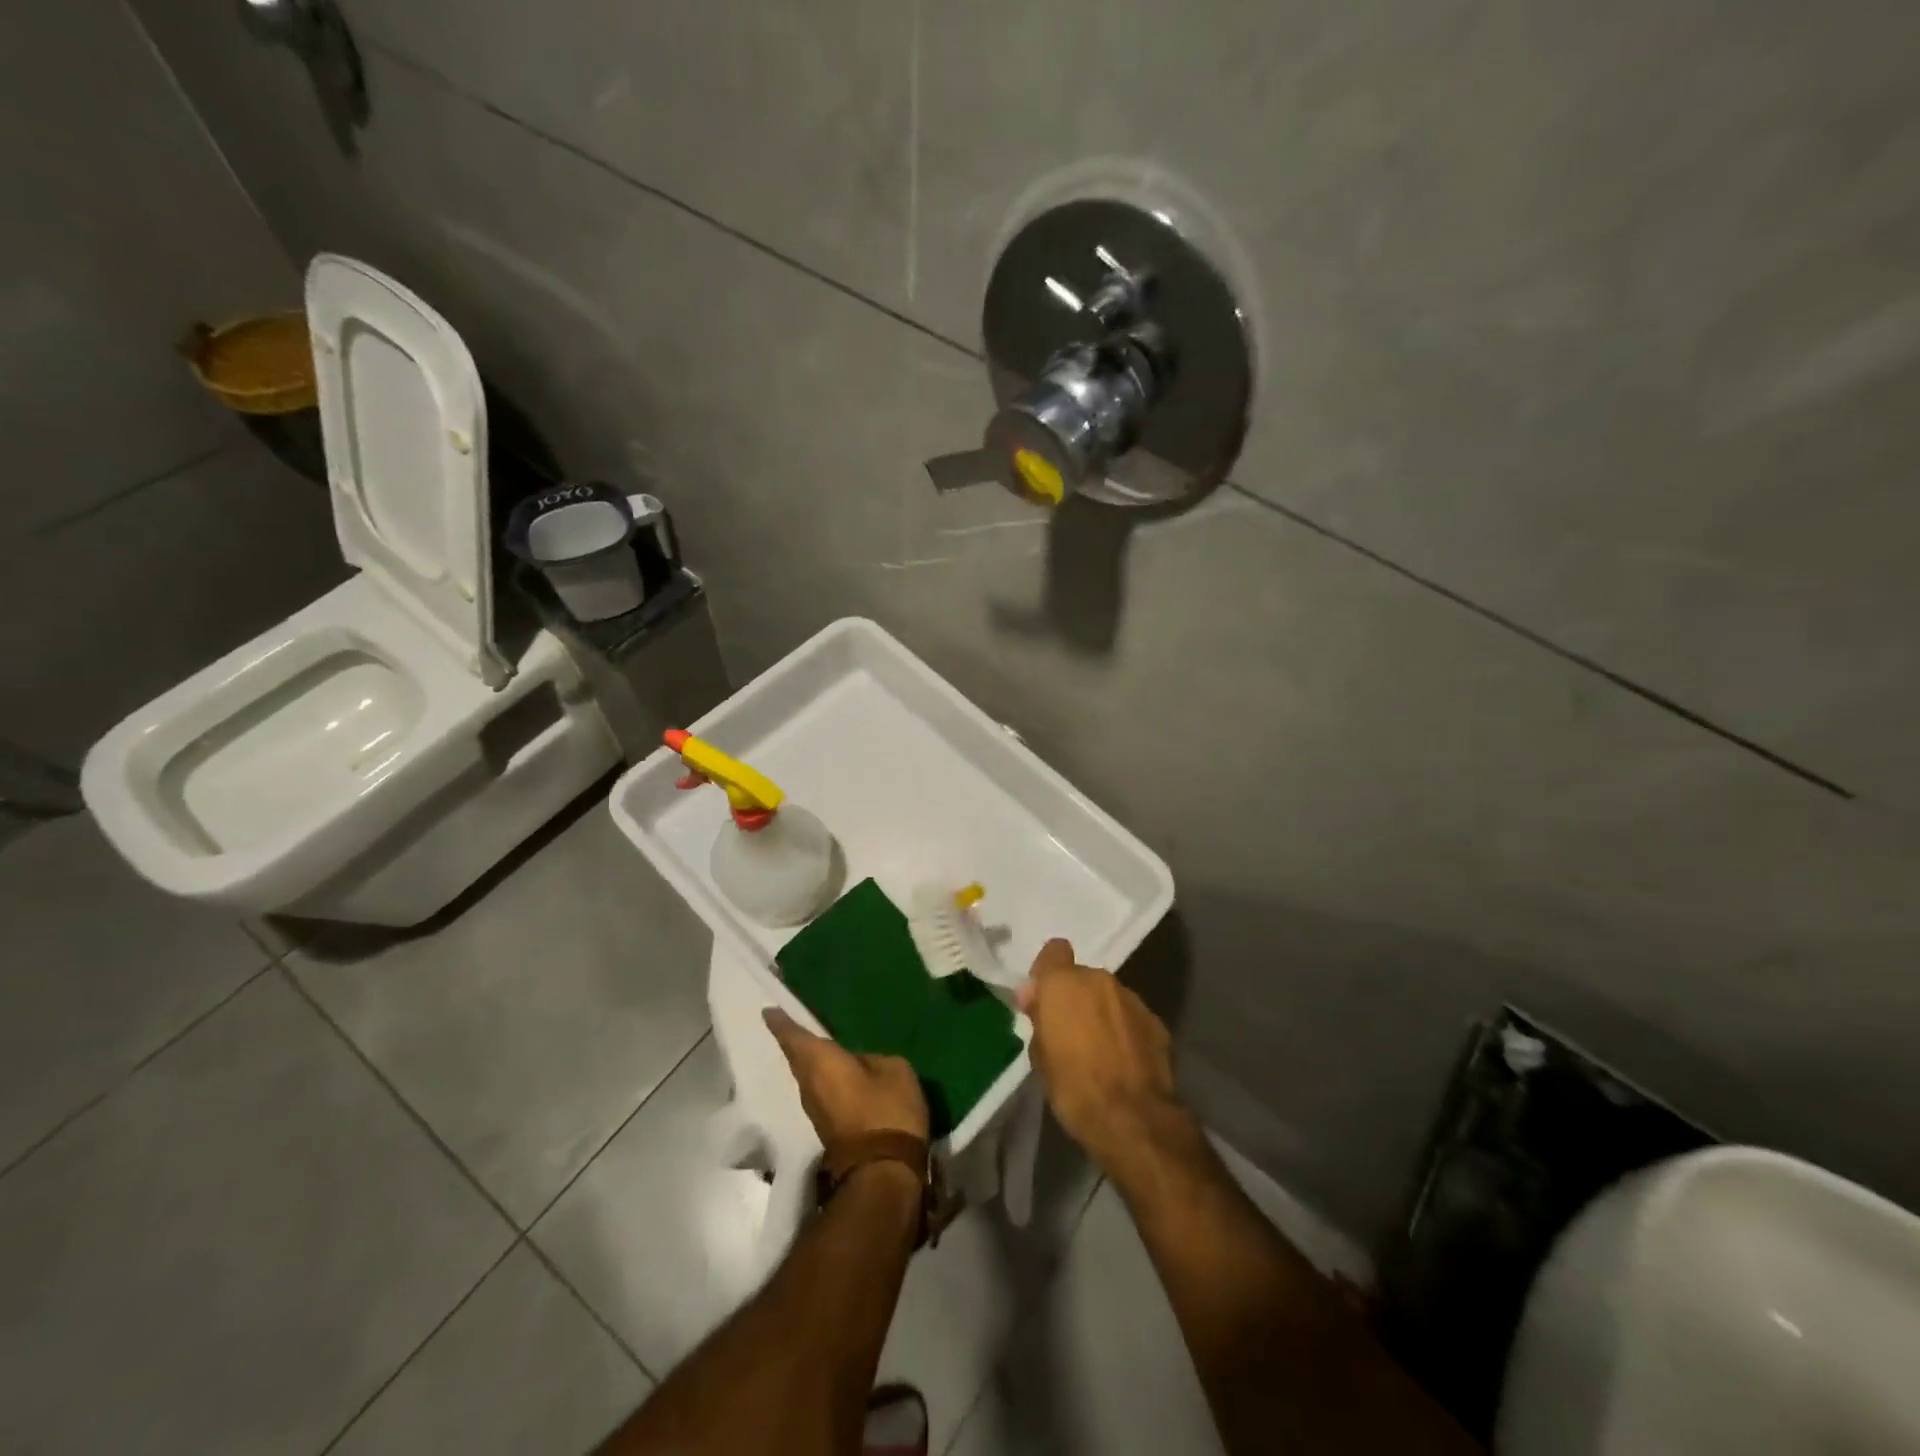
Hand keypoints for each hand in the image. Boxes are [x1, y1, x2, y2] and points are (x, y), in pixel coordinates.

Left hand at [763, 1008, 928, 1146]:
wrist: (882, 1172)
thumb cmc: (886, 1111)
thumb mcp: (894, 1071)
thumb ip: (874, 1060)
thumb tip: (862, 1065)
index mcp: (821, 1062)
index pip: (794, 1037)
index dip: (781, 1023)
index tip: (768, 1012)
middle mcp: (809, 1085)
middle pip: (797, 1059)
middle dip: (795, 1043)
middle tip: (794, 1025)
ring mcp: (816, 1111)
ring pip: (808, 1078)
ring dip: (811, 1064)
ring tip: (822, 1048)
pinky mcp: (827, 1129)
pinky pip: (821, 1093)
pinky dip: (825, 1080)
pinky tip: (840, 1075)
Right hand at [1016, 939, 1188, 1177]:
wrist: (1134, 1119)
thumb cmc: (1074, 1088)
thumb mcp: (1040, 1056)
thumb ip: (1038, 1018)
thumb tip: (1034, 996)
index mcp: (1065, 983)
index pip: (1054, 951)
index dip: (1047, 972)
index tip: (1043, 999)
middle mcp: (1100, 980)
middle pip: (1082, 977)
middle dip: (1075, 998)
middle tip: (1069, 1032)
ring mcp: (1132, 998)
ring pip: (1108, 996)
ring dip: (1101, 1013)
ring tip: (1099, 1050)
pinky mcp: (1156, 1021)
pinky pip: (1130, 1017)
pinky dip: (1124, 1030)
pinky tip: (1123, 1060)